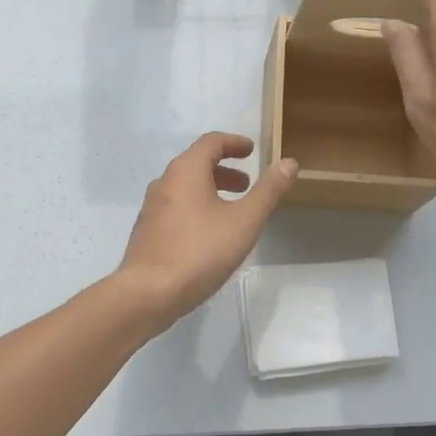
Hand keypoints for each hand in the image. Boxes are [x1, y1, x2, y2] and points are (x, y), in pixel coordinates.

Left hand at [116, 132, 297, 323]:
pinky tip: (208, 234)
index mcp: (186, 170)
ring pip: (185, 187)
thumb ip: (268, 190)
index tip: (251, 150)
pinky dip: (196, 207)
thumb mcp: (245, 221)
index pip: (211, 142)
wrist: (148, 294)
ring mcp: (152, 207)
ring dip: (210, 190)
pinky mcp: (147, 231)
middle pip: (196, 163)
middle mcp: (165, 181)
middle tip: (246, 185)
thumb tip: (289, 162)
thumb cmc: (200, 251)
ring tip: (232, 211)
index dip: (234, 143)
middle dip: (224, 169)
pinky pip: (176, 207)